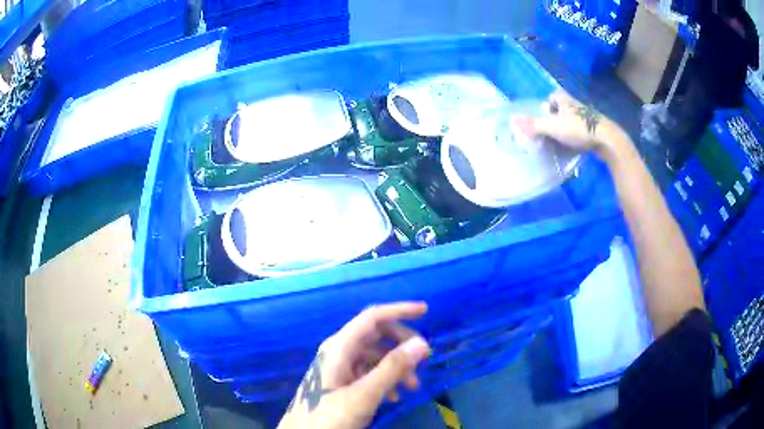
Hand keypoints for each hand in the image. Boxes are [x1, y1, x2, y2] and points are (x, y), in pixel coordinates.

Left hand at [277, 303, 430, 428]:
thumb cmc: (330, 416)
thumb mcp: (364, 395)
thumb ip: (392, 369)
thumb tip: (421, 343)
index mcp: (339, 347)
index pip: (373, 317)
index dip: (399, 310)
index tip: (426, 310)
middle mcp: (338, 351)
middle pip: (375, 335)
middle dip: (402, 345)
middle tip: (424, 360)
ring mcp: (338, 367)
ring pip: (374, 356)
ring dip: (396, 367)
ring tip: (412, 387)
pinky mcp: (340, 382)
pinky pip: (367, 372)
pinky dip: (385, 379)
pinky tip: (393, 396)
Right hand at [513, 90, 619, 152]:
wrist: (607, 140)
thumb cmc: (579, 129)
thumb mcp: (553, 127)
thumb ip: (534, 125)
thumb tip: (512, 120)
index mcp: (566, 101)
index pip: (554, 96)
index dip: (548, 104)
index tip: (544, 116)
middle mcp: (576, 106)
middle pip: (563, 108)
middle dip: (557, 117)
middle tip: (550, 131)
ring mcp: (588, 118)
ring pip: (573, 120)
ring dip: (567, 128)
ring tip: (561, 141)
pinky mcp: (596, 131)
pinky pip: (582, 131)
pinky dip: (577, 137)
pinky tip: (575, 147)